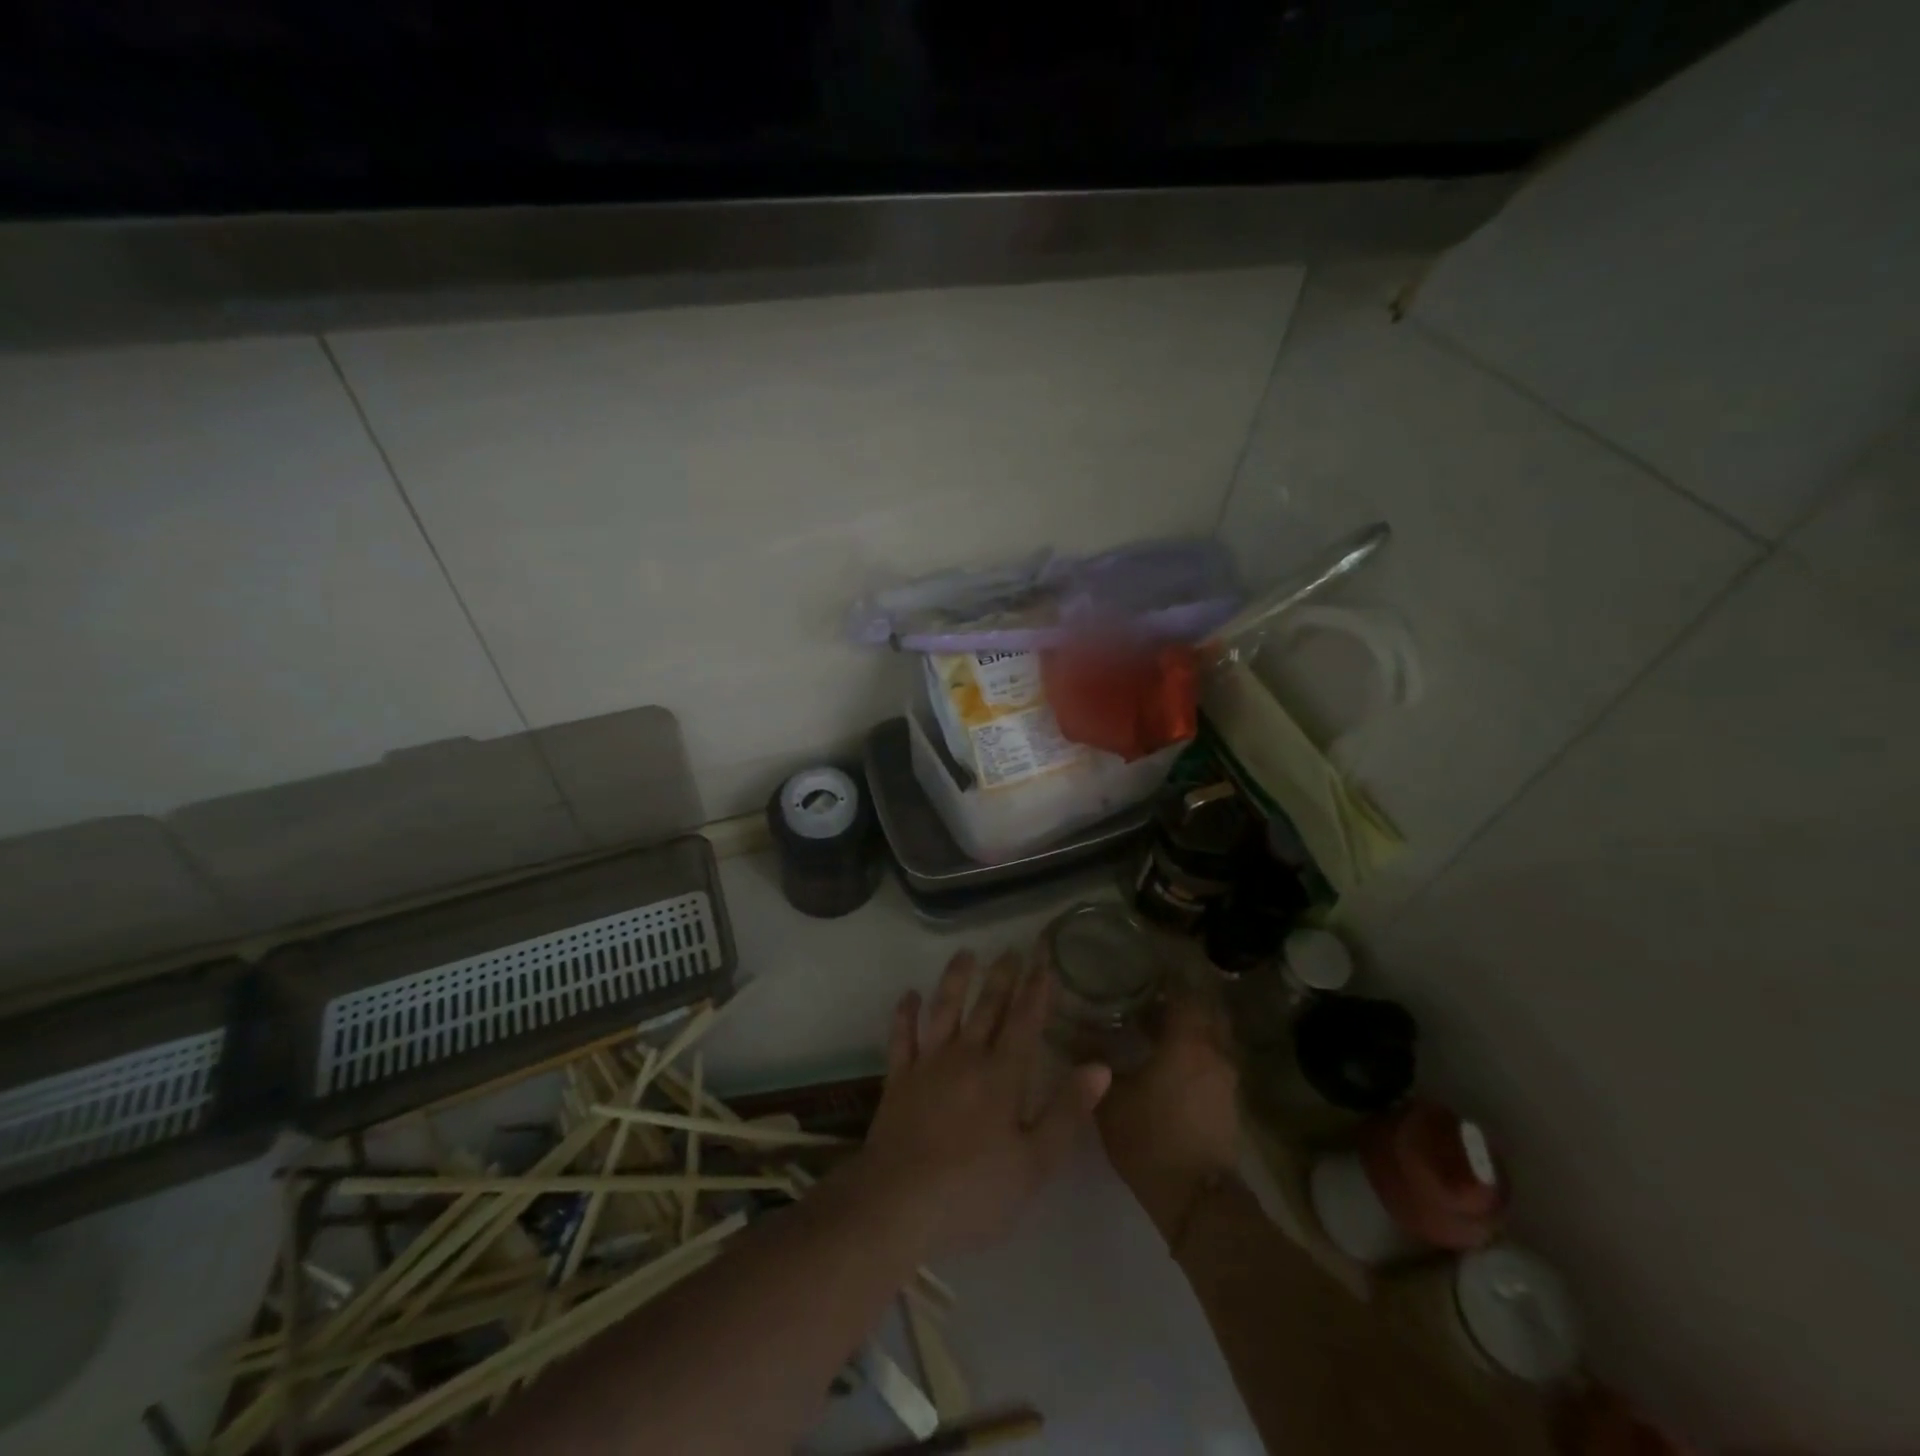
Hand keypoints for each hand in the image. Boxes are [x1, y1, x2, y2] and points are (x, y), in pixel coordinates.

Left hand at [854, 949, 1111, 1260]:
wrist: (897, 1204)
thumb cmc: (974, 1190)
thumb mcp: (1035, 1163)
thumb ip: (1067, 1111)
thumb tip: (1100, 1066)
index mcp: (1003, 1075)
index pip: (1025, 1020)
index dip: (1037, 989)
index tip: (1045, 959)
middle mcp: (966, 1057)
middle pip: (987, 1007)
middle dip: (1002, 976)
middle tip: (1011, 948)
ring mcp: (928, 1065)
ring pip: (944, 1010)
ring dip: (955, 979)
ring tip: (965, 954)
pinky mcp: (898, 1079)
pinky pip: (902, 1037)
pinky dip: (905, 1014)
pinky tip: (909, 995)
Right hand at [1096, 993, 1241, 1239]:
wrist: (1196, 1199)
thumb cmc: (1150, 1138)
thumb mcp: (1110, 1098)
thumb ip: (1094, 1059)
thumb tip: (1074, 1032)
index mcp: (1188, 1041)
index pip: (1186, 992)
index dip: (1170, 977)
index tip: (1148, 967)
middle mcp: (1214, 1051)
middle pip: (1208, 1008)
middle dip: (1186, 996)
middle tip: (1154, 991)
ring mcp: (1226, 1077)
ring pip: (1215, 1034)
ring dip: (1194, 1023)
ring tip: (1161, 1022)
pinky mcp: (1228, 1100)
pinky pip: (1215, 1057)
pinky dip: (1198, 1048)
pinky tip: (1172, 1056)